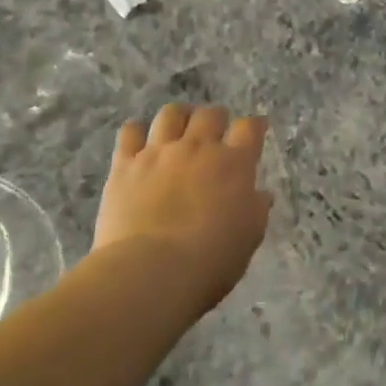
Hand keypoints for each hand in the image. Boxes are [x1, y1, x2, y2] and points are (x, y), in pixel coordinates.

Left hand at [94, 104, 272, 311]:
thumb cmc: (211, 260)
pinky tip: (140, 143)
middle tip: (216, 133)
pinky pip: (130, 132)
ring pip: (171, 114)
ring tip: (179, 129)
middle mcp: (198, 148)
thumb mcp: (249, 237)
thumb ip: (256, 209)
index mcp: (234, 164)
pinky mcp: (125, 164)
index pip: (249, 128)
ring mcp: (159, 152)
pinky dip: (137, 132)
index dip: (254, 126)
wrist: (151, 271)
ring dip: (180, 117)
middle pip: (210, 114)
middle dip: (216, 119)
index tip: (255, 130)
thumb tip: (260, 194)